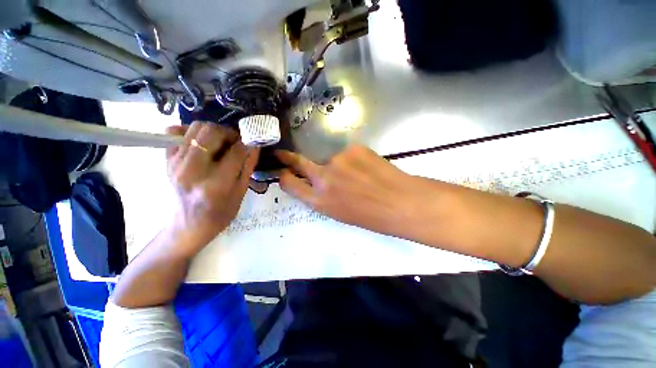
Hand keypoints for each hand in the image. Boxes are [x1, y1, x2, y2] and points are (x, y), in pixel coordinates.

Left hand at [166, 122, 259, 254]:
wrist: (189, 224)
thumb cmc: (221, 212)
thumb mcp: (241, 192)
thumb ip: (248, 165)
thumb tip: (254, 144)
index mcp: (216, 184)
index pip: (236, 151)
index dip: (247, 143)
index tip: (252, 142)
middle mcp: (192, 170)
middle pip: (211, 132)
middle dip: (229, 133)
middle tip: (236, 142)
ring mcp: (175, 163)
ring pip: (195, 127)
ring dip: (213, 131)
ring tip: (220, 143)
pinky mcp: (166, 160)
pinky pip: (176, 132)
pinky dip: (191, 133)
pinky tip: (201, 144)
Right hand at [276, 146, 433, 236]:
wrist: (400, 203)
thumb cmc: (370, 216)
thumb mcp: (339, 213)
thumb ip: (322, 197)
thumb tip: (315, 183)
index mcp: (319, 200)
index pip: (290, 184)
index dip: (285, 177)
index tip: (283, 172)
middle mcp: (323, 178)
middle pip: (299, 162)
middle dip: (288, 158)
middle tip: (283, 154)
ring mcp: (338, 160)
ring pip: (330, 158)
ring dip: (339, 164)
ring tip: (358, 174)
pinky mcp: (353, 149)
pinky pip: (348, 153)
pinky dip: (354, 159)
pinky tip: (367, 168)